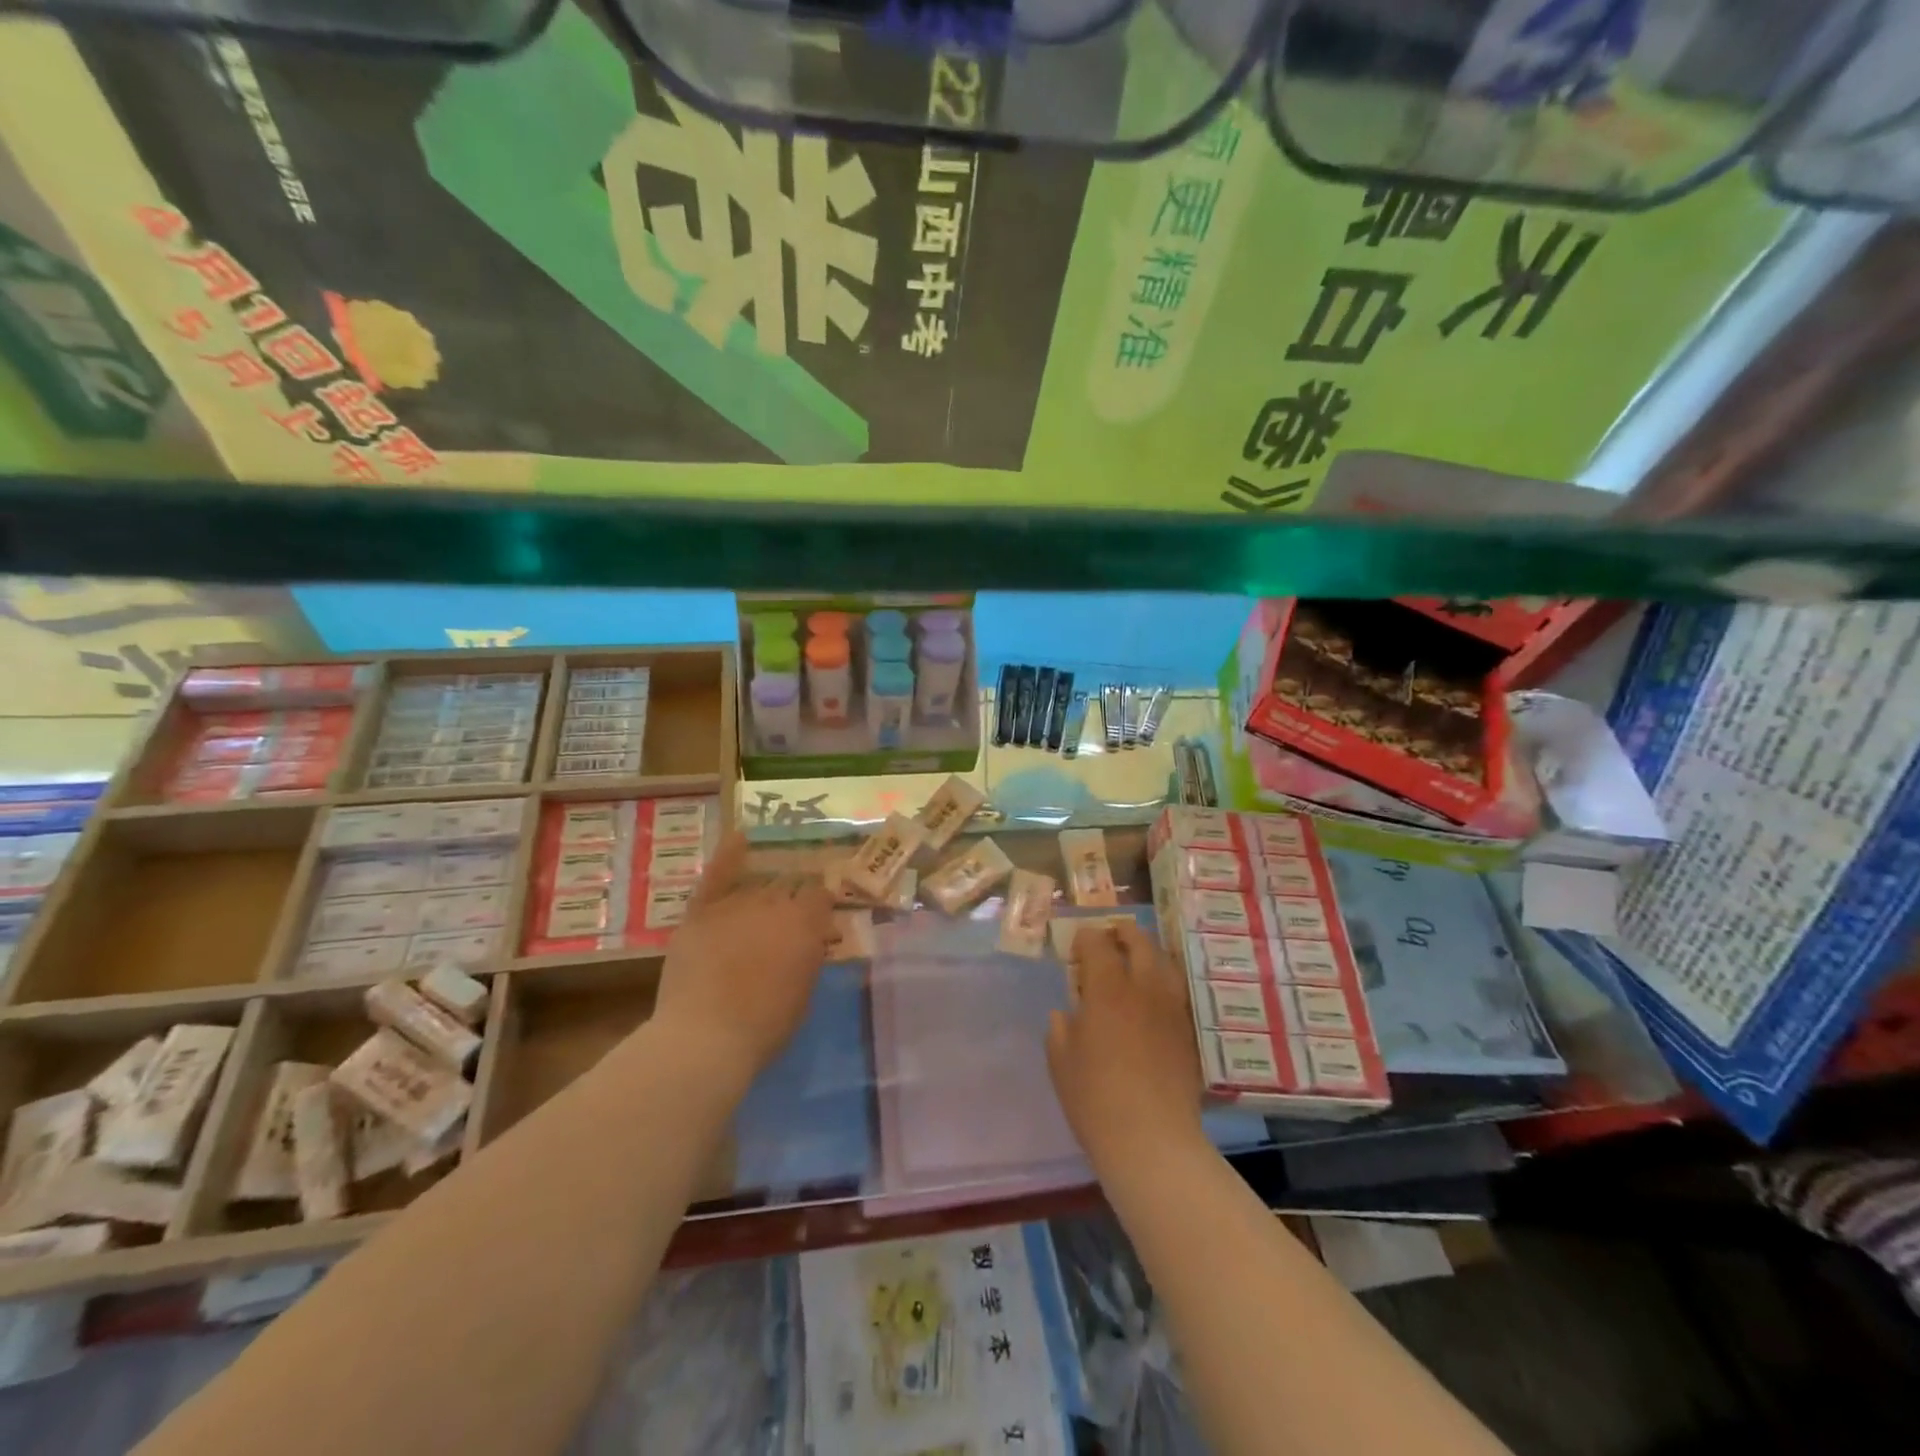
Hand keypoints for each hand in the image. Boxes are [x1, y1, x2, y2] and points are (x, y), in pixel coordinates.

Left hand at [650, 831, 835, 1086]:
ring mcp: (735, 904)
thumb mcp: (803, 994)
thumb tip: (809, 943)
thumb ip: (807, 959)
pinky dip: (728, 855)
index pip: (820, 897)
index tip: (820, 914)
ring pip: (756, 886)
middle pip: (787, 889)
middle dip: (791, 900)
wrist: (704, 1038)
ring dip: (763, 893)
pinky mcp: (701, 913)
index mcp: (805, 924)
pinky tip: (739, 837)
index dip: (820, 903)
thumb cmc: (764, 1026)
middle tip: (787, 919)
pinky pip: (717, 875)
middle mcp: (774, 904)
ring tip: (764, 901)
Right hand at [1047, 921, 1204, 1173]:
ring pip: (1165, 962)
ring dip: (1149, 952)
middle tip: (1109, 939)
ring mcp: (1171, 1008)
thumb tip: (1068, 1013)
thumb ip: (1061, 1028)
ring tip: (1136, 961)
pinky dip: (1164, 981)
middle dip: (1122, 933)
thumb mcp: (1061, 1060)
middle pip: (1139, 941)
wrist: (1152, 1139)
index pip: (1097, 943)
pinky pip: (1178, 991)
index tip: (1076, 948)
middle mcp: (1143, 987)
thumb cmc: (1095, 1098)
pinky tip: (1153, 997)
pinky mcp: (1189, 1031)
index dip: (1085, 939)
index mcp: (1107, 988)